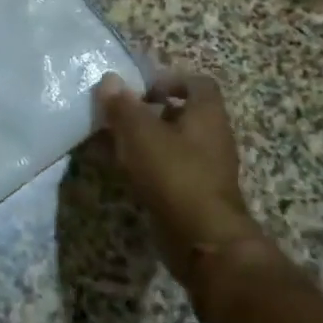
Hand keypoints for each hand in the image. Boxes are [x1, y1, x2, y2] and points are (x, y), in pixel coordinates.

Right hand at [94, 68, 268, 298]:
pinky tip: (124, 172)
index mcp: (207, 114)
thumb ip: (122, 105)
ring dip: (147, 140)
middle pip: (183, 113)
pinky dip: (150, 166)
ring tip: (116, 143)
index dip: (169, 80)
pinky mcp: (197, 195)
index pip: (197, 83)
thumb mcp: (140, 133)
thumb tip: (109, 80)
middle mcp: (213, 137)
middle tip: (121, 116)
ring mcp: (208, 169)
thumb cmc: (174, 174)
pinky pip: (171, 170)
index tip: (140, 89)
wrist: (204, 242)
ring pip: (175, 143)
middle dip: (151, 112)